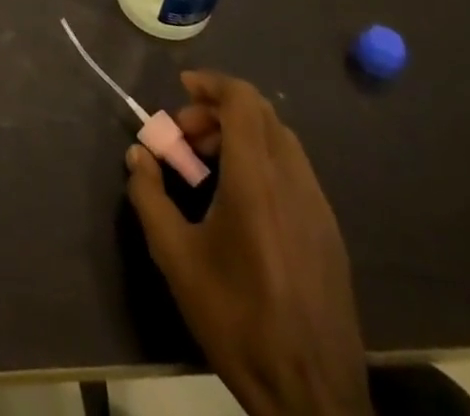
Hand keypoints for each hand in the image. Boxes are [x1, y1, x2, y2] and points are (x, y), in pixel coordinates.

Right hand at [126, 71, 372, 415]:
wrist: (314, 398)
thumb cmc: (238, 320)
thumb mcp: (175, 258)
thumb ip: (149, 196)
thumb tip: (139, 155)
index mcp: (257, 181)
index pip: (243, 101)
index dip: (211, 84)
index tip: (181, 91)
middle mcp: (293, 182)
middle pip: (261, 115)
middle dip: (218, 111)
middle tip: (186, 136)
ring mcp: (319, 208)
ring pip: (281, 141)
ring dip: (242, 136)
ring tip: (209, 167)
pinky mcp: (330, 234)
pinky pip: (295, 171)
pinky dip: (264, 161)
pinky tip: (241, 201)